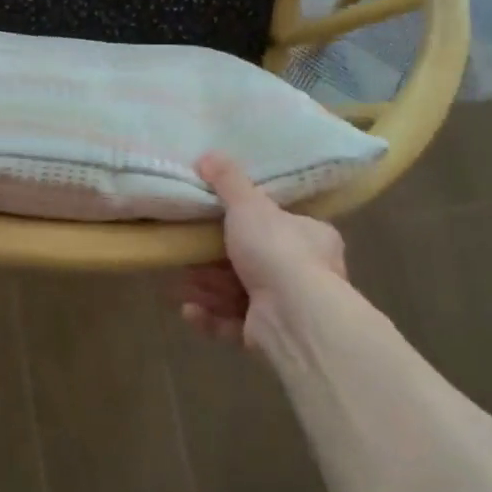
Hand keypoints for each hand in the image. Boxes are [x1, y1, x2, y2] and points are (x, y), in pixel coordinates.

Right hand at [179, 152, 346, 345]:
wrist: (293, 315)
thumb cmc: (277, 251)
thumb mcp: (250, 205)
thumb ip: (229, 181)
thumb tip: (208, 154)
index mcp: (311, 238)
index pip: (279, 227)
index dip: (244, 226)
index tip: (214, 225)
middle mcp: (305, 274)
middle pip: (251, 263)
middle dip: (213, 262)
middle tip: (186, 256)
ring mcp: (288, 308)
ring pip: (238, 295)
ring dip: (207, 290)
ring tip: (180, 284)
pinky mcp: (269, 337)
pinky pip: (234, 325)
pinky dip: (211, 318)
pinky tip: (189, 310)